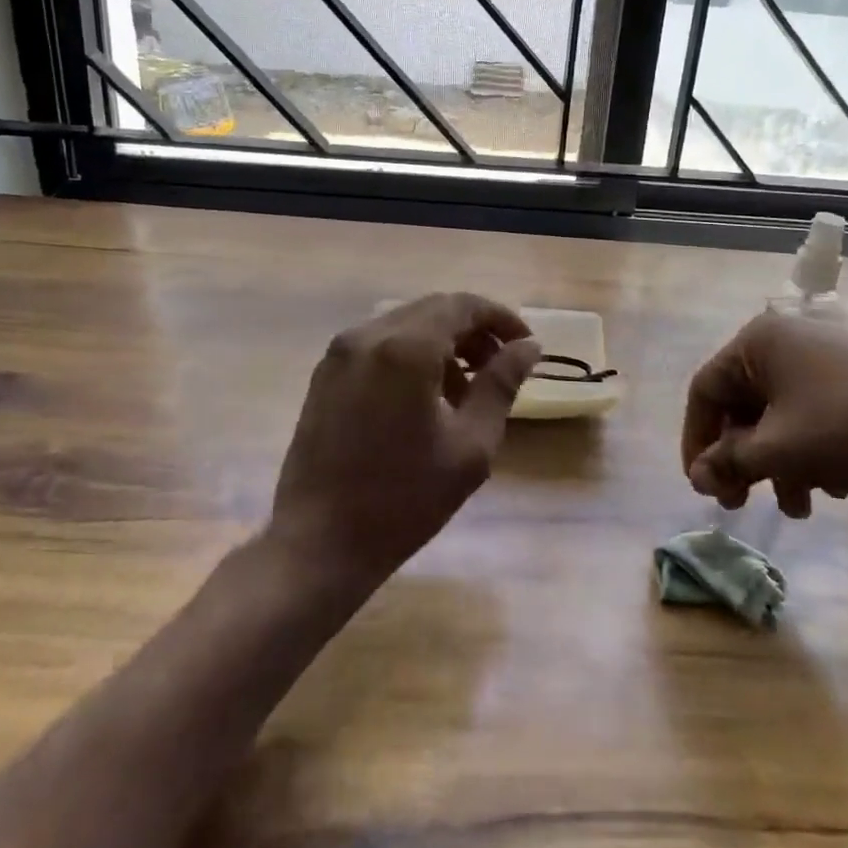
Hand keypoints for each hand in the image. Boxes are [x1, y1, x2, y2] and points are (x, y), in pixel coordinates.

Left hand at [268, 293, 541, 589]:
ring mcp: (340, 352)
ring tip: (466, 391)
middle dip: (473, 331)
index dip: (501, 318)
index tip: (526, 346)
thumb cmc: (404, 499)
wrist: (319, 542)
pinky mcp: (325, 373)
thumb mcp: (470, 445)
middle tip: (500, 369)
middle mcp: (368, 334)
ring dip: (443, 344)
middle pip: (433, 310)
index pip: (463, 305)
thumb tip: (528, 347)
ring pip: (406, 325)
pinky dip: (410, 356)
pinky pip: (379, 345)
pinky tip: (425, 398)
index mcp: (405, 348)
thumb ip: (500, 385)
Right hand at [682, 310, 847, 517]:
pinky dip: (812, 444)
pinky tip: (834, 485)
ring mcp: (831, 346)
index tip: (702, 485)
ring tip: (799, 506)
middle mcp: (790, 332)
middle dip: (743, 458)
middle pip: (746, 401)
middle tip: (740, 501)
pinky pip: (816, 404)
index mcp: (760, 339)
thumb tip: (698, 477)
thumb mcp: (778, 451)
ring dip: (779, 460)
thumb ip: (728, 461)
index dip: (697, 441)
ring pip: (783, 408)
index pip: (707, 390)